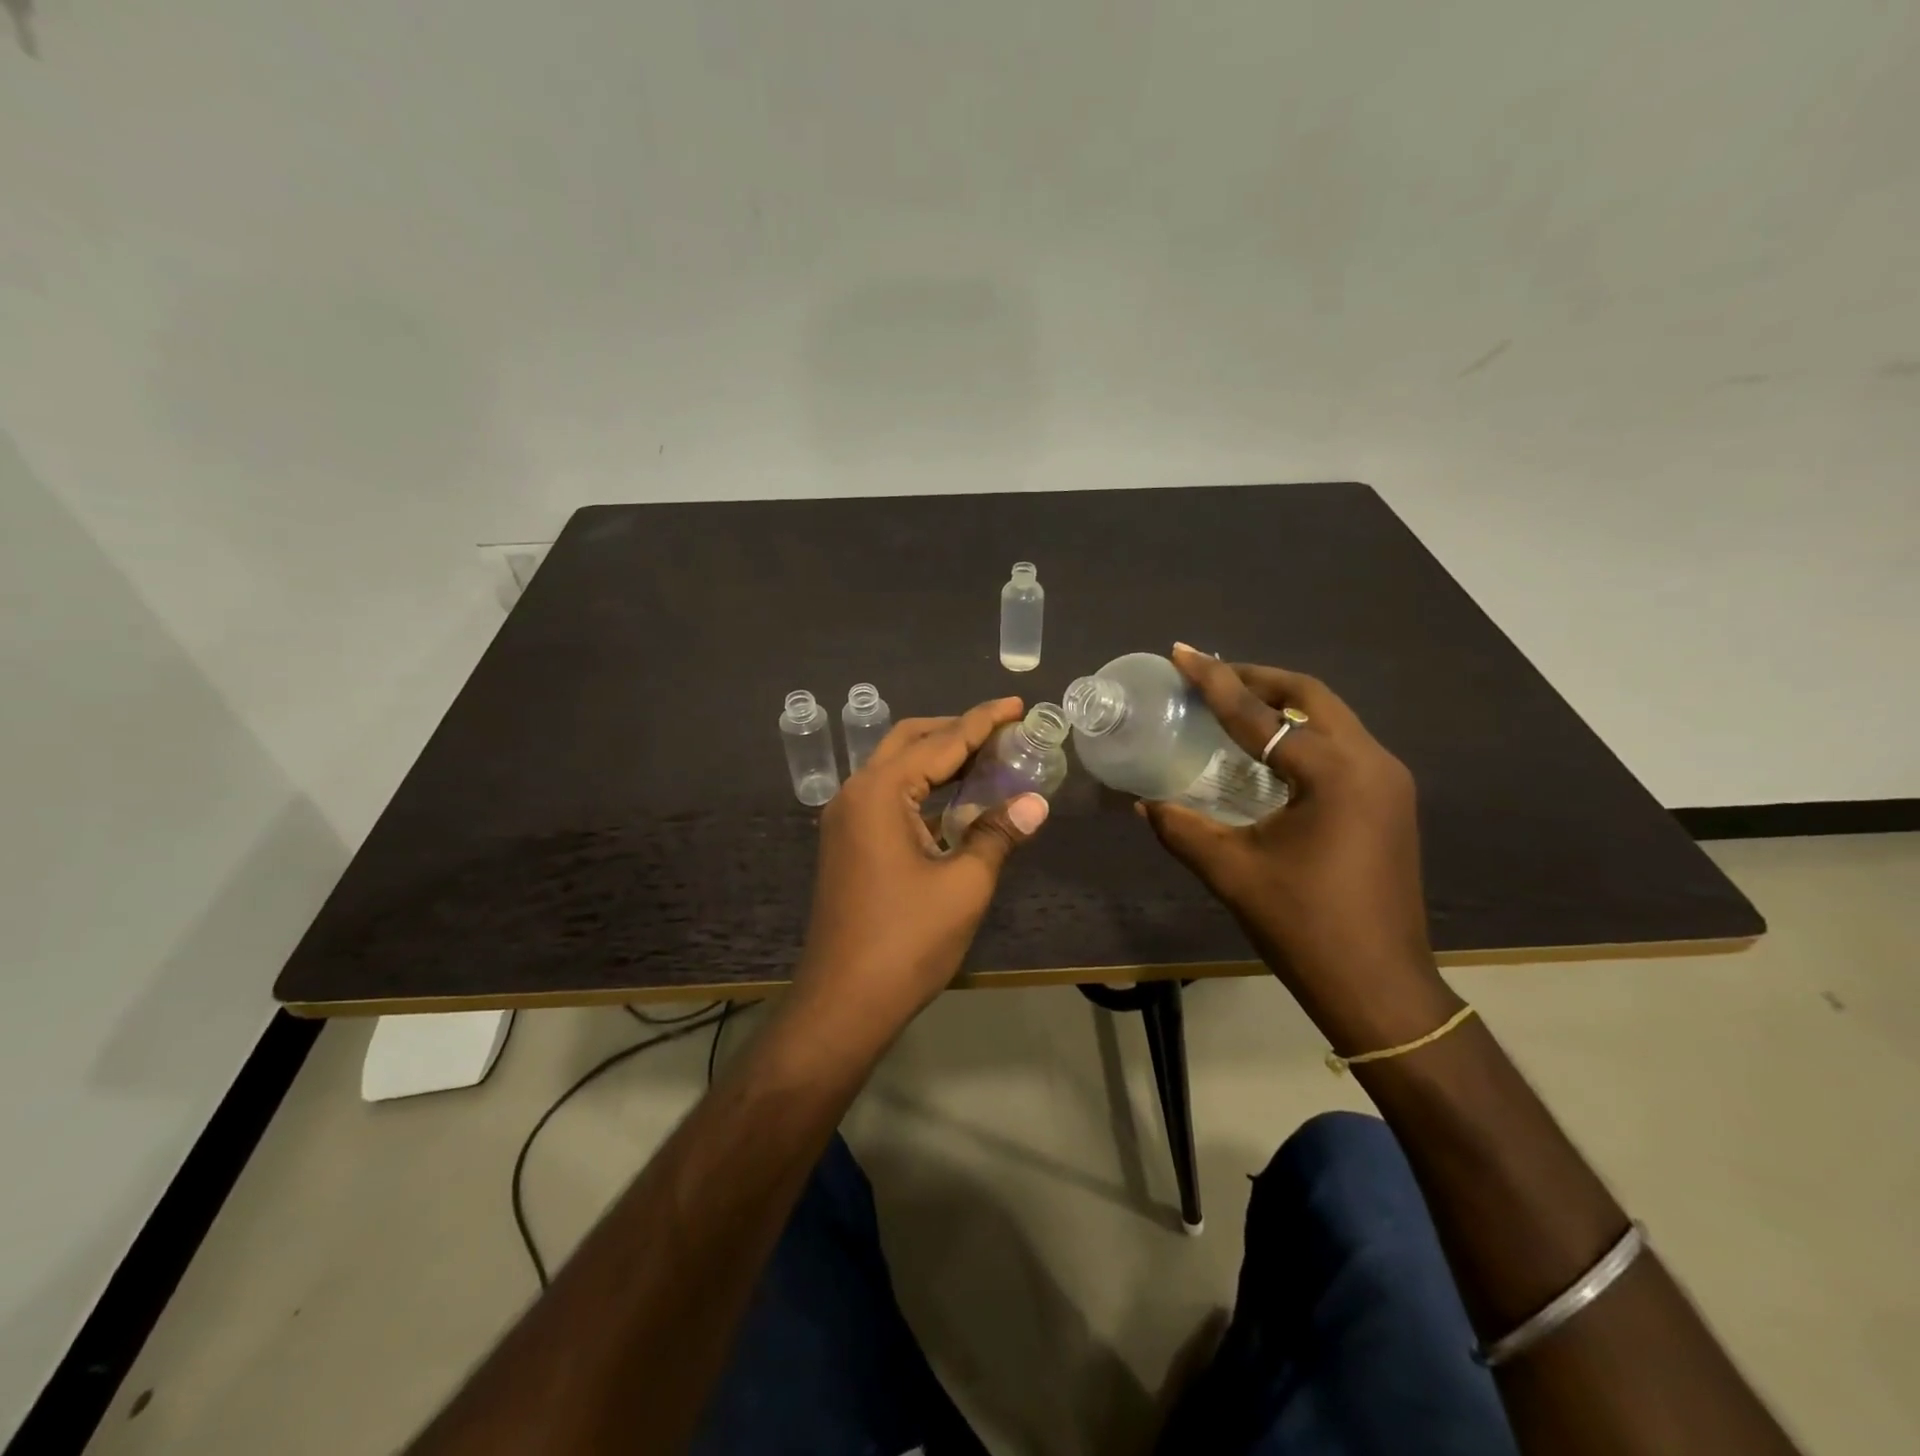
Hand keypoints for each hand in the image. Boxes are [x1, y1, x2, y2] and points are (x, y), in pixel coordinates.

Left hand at [794, 697, 1050, 1035]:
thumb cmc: (907, 941)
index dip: (983, 721)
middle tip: (1004, 732)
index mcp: (881, 792)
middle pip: (910, 741)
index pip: (942, 741)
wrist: (844, 1002)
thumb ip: (998, 833)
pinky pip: (888, 796)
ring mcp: (846, 819)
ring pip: (896, 768)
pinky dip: (923, 788)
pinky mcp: (847, 843)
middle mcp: (856, 793)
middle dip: (956, 730)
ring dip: (938, 758)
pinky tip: (955, 800)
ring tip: (987, 758)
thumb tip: (1036, 802)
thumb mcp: (964, 884)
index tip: (1017, 704)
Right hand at [1138, 646, 1456, 1051]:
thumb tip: (1142, 802)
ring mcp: (1389, 782)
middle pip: (1311, 696)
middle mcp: (1372, 763)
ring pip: (1331, 718)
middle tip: (1209, 675)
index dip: (1214, 681)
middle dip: (1256, 679)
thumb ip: (1180, 828)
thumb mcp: (1231, 872)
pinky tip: (1269, 751)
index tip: (1181, 652)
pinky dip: (1302, 734)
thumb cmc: (1304, 927)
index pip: (1260, 714)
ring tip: (1233, 705)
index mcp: (1335, 773)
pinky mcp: (1390, 802)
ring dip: (1282, 705)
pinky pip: (1341, 746)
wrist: (1380, 988)